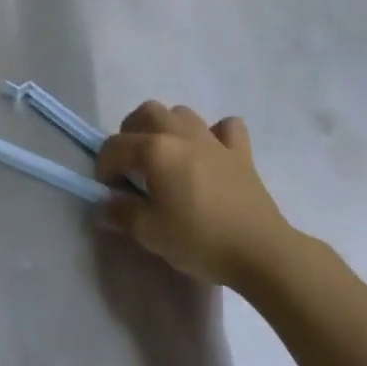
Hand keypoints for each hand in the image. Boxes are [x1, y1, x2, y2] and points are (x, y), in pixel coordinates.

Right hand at [97, 103, 299, 290]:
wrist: (262, 253)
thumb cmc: (200, 240)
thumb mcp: (150, 233)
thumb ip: (122, 213)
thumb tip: (106, 204)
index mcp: (155, 150)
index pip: (115, 146)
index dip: (104, 165)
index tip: (108, 189)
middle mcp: (181, 135)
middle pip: (147, 112)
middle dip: (131, 132)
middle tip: (132, 164)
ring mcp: (214, 141)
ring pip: (182, 113)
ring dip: (168, 127)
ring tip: (167, 155)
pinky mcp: (240, 153)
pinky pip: (226, 128)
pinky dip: (215, 134)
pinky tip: (211, 152)